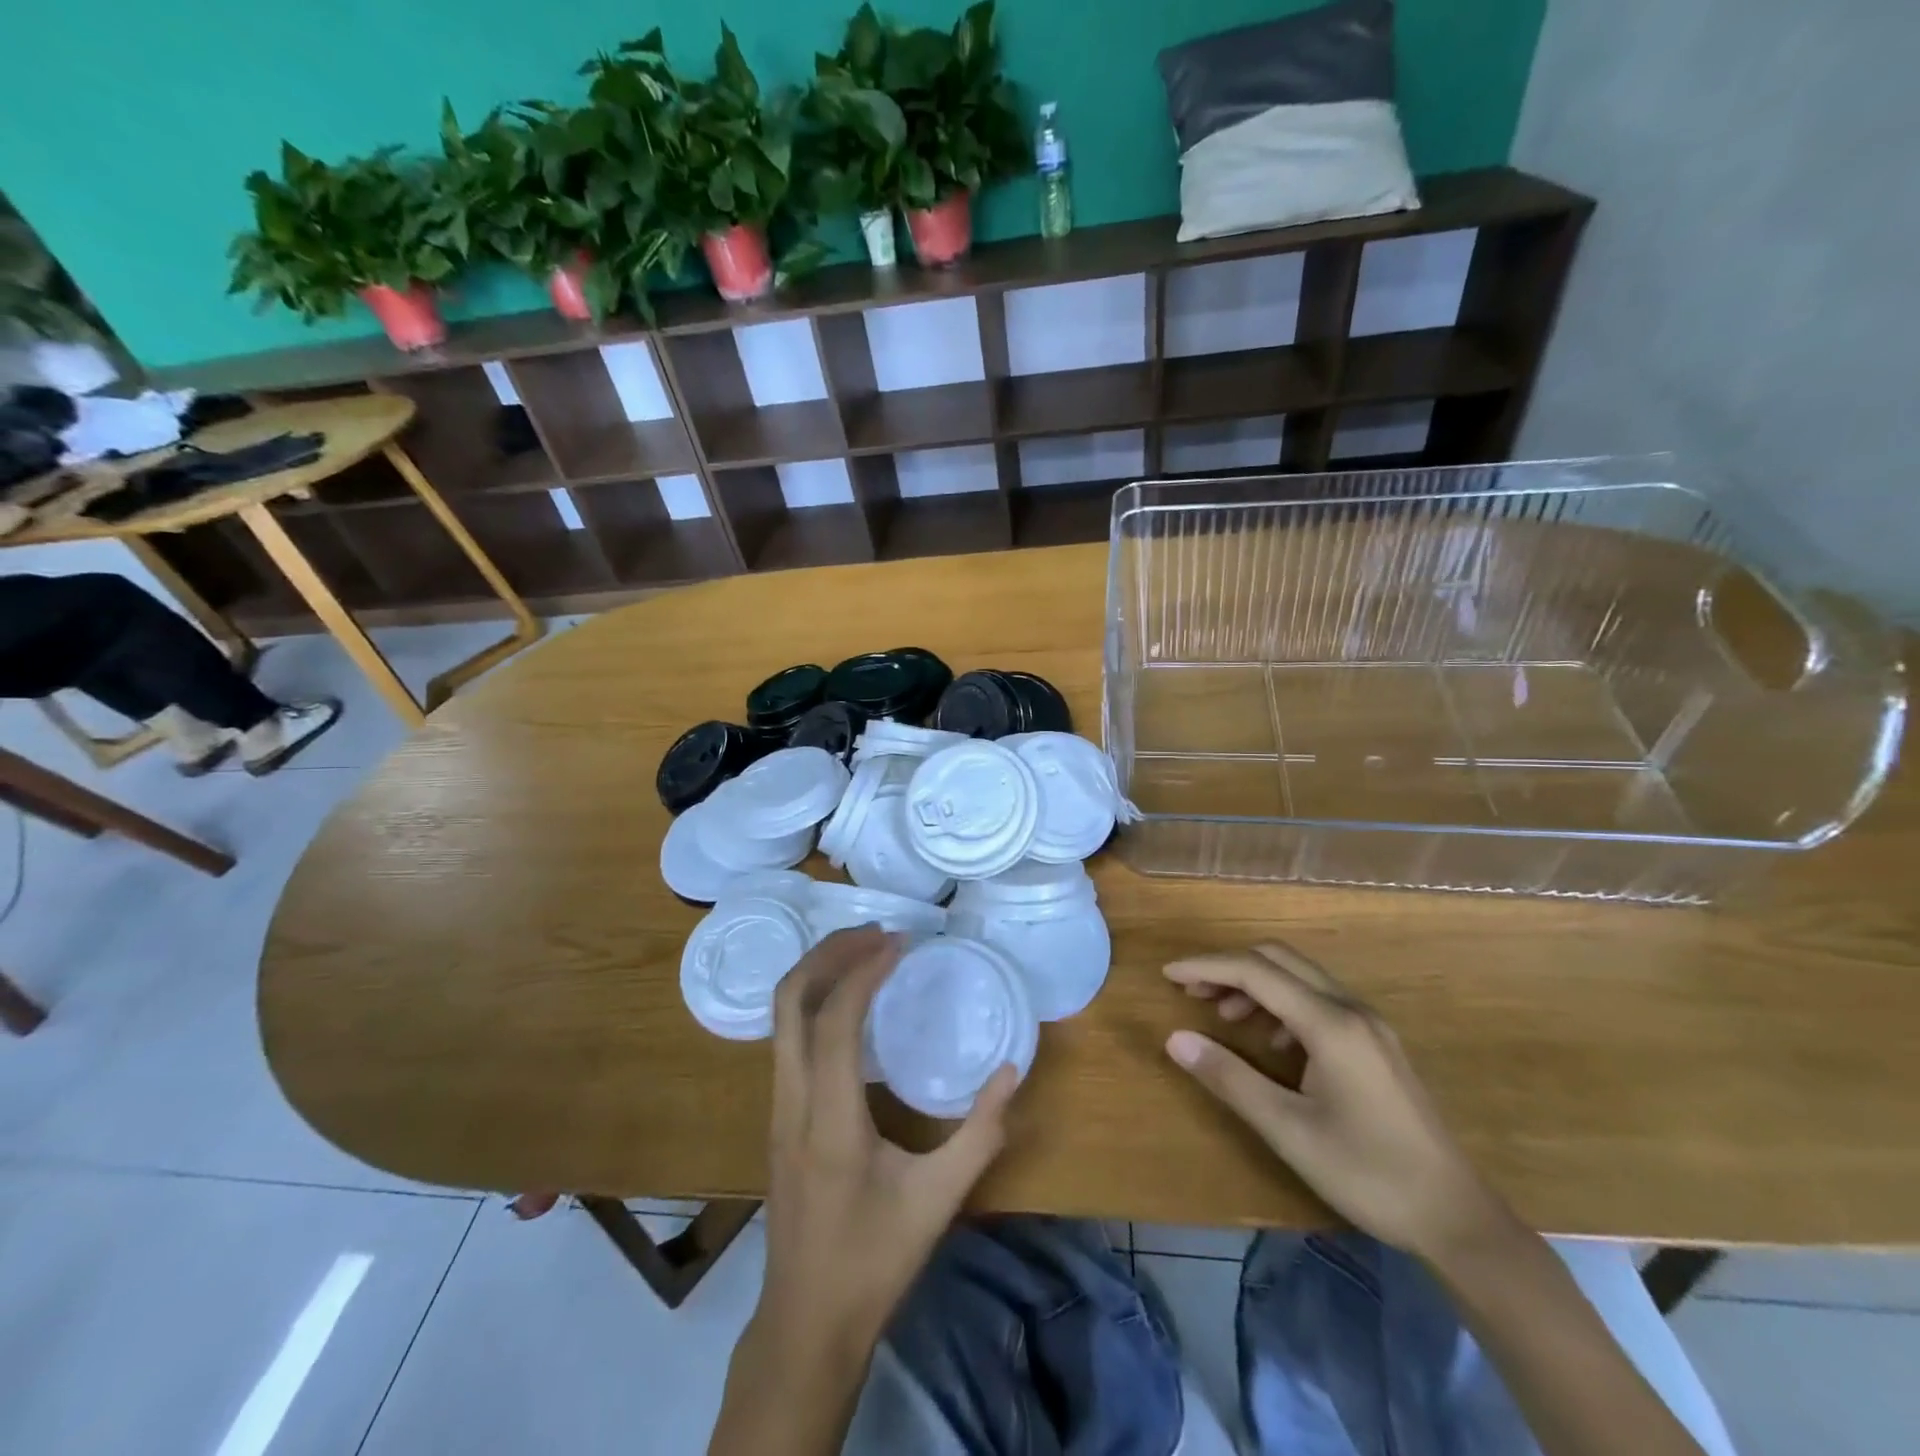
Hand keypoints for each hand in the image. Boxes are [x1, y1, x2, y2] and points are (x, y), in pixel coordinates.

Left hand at [759, 925, 1017, 1352]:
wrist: (805, 1323)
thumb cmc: (874, 1262)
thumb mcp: (939, 1201)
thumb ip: (980, 1134)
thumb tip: (1012, 1071)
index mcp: (830, 1119)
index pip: (834, 1020)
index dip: (862, 971)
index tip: (899, 944)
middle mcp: (792, 1101)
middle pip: (789, 1001)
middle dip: (828, 953)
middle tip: (876, 932)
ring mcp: (777, 1107)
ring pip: (780, 1016)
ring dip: (818, 972)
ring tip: (864, 953)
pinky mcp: (778, 1115)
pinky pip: (786, 1037)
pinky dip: (813, 1000)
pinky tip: (848, 1002)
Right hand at [1163, 942, 1504, 1261]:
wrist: (1456, 1217)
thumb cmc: (1367, 1173)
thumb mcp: (1288, 1129)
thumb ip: (1229, 1078)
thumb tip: (1175, 1039)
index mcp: (1330, 1023)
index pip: (1255, 971)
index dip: (1206, 966)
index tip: (1167, 974)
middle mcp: (1351, 1009)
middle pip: (1278, 959)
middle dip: (1229, 967)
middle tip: (1192, 992)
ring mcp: (1369, 1024)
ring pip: (1299, 977)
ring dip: (1255, 985)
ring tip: (1225, 1018)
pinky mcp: (1377, 1043)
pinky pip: (1318, 1000)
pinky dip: (1282, 1004)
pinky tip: (1273, 1044)